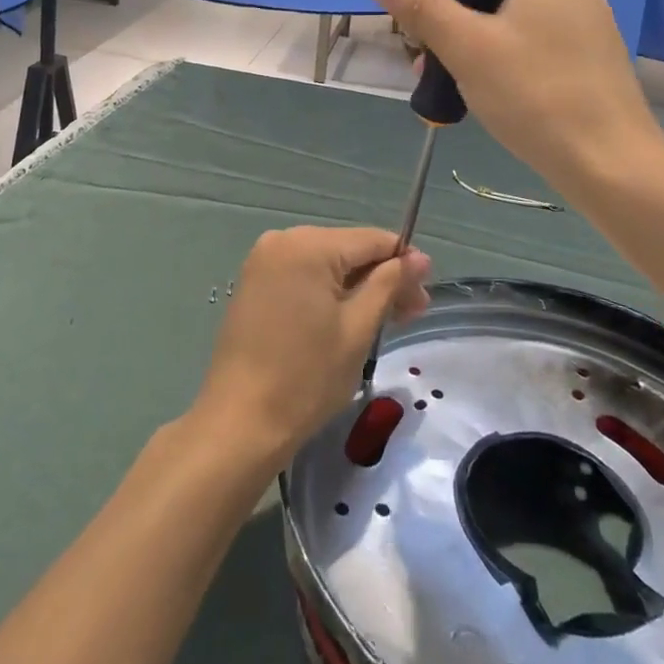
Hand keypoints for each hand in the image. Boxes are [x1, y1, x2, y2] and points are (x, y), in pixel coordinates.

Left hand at [192, 227, 430, 470]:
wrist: (239, 423)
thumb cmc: (305, 378)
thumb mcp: (358, 329)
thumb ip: (389, 284)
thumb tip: (419, 258)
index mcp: (308, 245)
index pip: (372, 239)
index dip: (404, 263)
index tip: (423, 295)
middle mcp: (282, 240)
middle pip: (349, 250)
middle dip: (382, 278)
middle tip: (412, 314)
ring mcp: (264, 261)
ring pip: (327, 264)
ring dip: (358, 288)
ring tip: (384, 322)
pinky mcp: (255, 283)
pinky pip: (304, 276)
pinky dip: (329, 293)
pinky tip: (348, 319)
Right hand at [366, 0, 663, 191]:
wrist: (611, 167)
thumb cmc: (537, 94)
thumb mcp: (468, 48)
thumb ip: (423, 8)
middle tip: (438, 22)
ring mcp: (591, 32)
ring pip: (529, 11)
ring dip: (487, 27)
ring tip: (448, 65)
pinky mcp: (593, 67)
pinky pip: (545, 42)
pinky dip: (513, 52)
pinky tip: (487, 91)